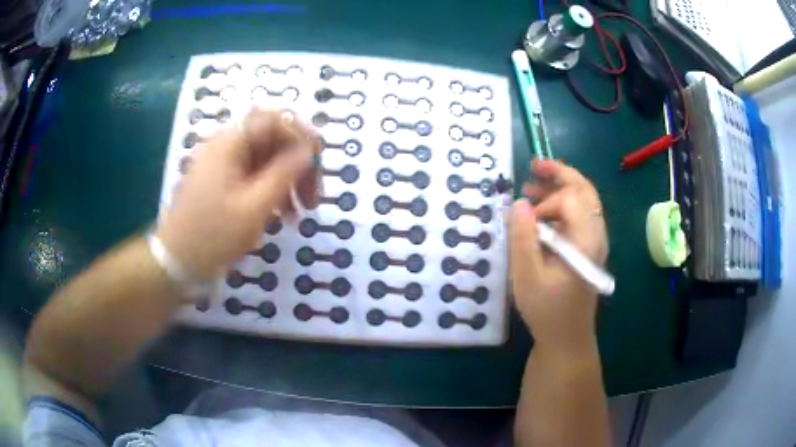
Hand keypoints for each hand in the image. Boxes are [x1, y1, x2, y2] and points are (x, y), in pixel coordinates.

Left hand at [157, 109, 320, 279]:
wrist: (176, 261)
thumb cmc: (212, 236)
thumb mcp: (254, 208)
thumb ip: (284, 174)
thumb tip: (308, 150)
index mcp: (230, 143)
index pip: (275, 120)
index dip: (301, 137)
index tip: (316, 167)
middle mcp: (226, 145)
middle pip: (272, 138)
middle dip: (297, 163)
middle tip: (311, 197)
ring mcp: (223, 162)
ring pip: (266, 158)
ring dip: (287, 179)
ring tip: (297, 213)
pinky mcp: (222, 179)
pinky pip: (254, 174)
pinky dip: (271, 189)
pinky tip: (280, 214)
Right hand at [509, 159, 607, 351]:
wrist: (567, 337)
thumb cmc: (547, 310)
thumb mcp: (527, 277)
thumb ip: (522, 238)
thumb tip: (518, 203)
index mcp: (585, 240)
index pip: (571, 199)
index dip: (546, 202)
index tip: (526, 221)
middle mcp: (596, 235)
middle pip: (585, 191)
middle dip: (560, 173)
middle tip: (534, 166)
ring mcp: (595, 241)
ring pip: (584, 202)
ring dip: (560, 188)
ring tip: (532, 186)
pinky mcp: (589, 248)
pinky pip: (580, 216)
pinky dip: (562, 205)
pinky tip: (543, 212)